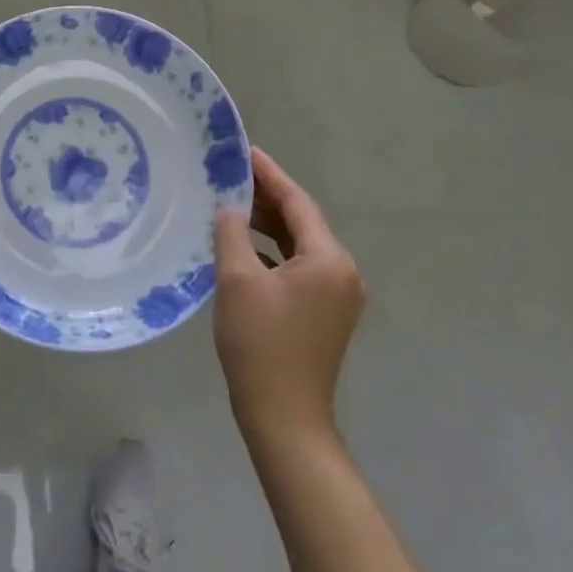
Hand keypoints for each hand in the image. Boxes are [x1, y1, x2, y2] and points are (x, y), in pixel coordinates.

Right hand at [213, 147, 366, 443]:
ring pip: (299, 245)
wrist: (284, 420)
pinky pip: (299, 266)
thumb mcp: (238, 280)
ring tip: (232, 204)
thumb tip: (230, 208)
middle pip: (302, 221)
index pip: (297, 202)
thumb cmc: (261, 345)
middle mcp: (342, 272)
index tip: (244, 151)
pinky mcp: (325, 313)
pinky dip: (273, 252)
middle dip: (267, 197)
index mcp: (328, 260)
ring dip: (269, 225)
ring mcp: (337, 295)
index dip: (269, 174)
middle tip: (231, 175)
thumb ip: (232, 232)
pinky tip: (244, 246)